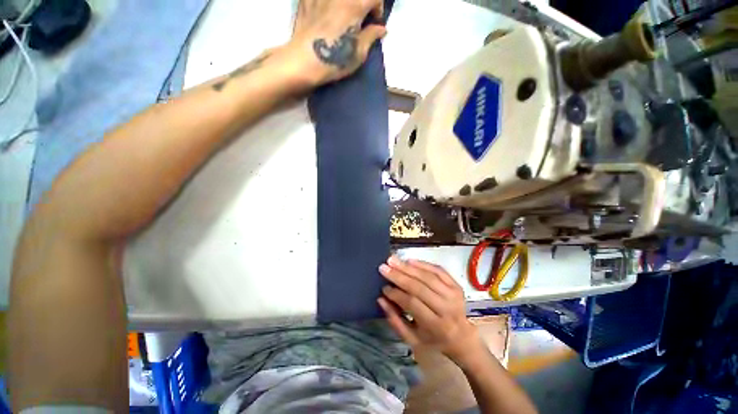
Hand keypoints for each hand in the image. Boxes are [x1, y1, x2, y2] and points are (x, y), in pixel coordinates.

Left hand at [288, 0, 387, 85]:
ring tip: (342, 16)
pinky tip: (326, 13)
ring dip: (345, 4)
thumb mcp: (359, 53)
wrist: (304, 60)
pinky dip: (328, 4)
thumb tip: (381, 29)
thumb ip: (371, 36)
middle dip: (362, 4)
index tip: (374, 22)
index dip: (378, 9)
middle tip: (359, 18)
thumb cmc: (335, 59)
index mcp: (355, 5)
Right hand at [378, 256, 483, 363]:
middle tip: (383, 267)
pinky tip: (409, 260)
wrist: (463, 338)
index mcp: (436, 326)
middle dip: (399, 276)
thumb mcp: (413, 339)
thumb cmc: (434, 340)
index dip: (396, 294)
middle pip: (419, 287)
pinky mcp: (456, 285)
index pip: (412, 303)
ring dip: (408, 267)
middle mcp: (447, 308)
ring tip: (393, 260)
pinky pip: (438, 270)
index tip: (384, 288)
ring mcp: (453, 295)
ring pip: (427, 276)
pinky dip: (423, 263)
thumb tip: (381, 299)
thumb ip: (395, 320)